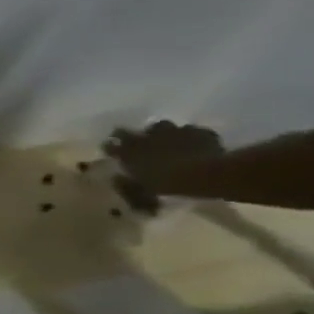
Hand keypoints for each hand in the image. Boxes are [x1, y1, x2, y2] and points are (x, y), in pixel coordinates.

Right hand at [104, 120, 224, 211]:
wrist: (204, 172)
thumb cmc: (166, 182)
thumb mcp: (140, 188)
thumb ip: (126, 181)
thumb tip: (116, 178)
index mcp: (129, 152)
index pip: (109, 145)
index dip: (109, 146)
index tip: (110, 148)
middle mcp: (146, 138)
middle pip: (131, 131)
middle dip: (129, 135)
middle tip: (134, 141)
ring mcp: (172, 132)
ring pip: (161, 126)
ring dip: (160, 132)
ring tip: (165, 139)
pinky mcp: (196, 131)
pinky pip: (189, 130)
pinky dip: (188, 135)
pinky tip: (193, 143)